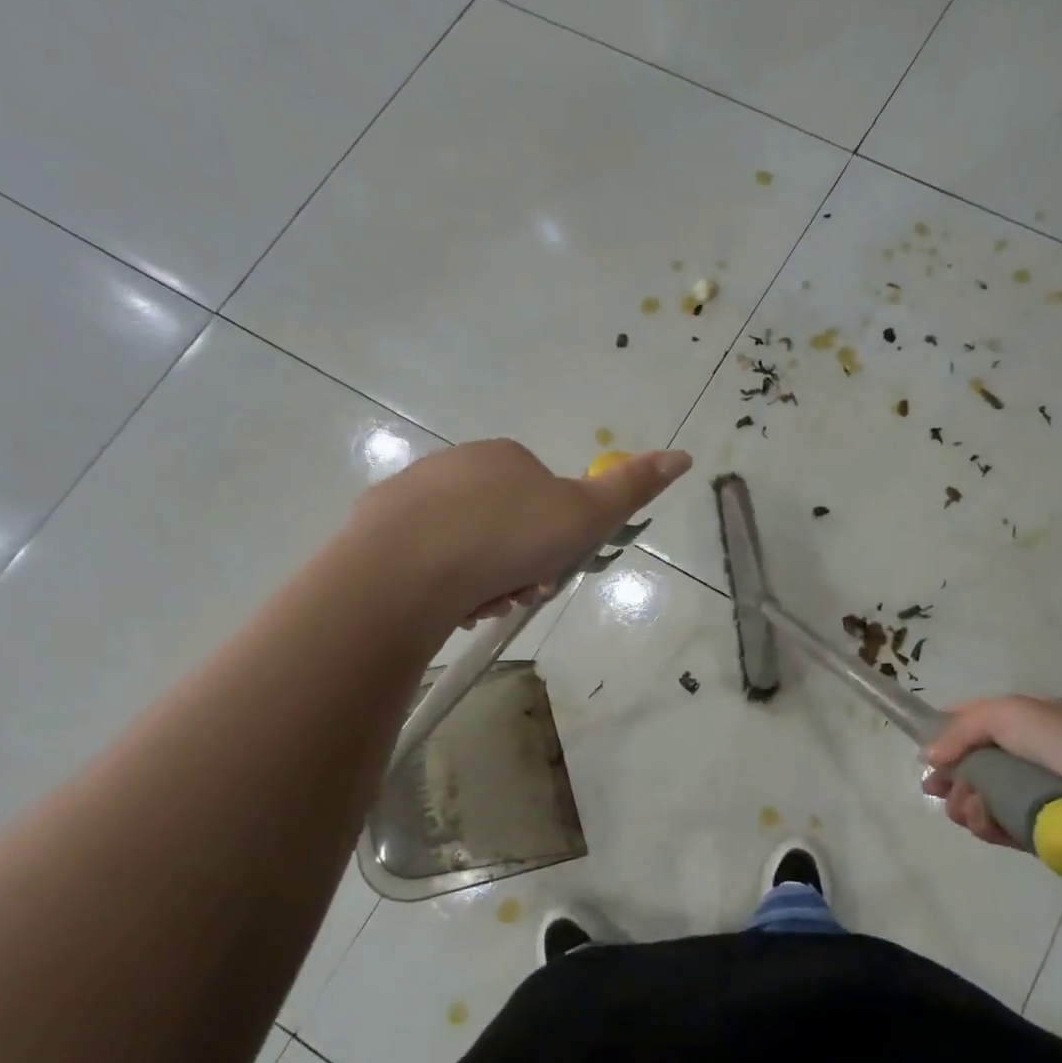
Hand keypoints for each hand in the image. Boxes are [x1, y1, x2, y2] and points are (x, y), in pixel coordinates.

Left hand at [358, 439, 691, 624]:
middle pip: (509, 527)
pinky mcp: (378, 529)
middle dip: (521, 568)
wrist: (406, 569)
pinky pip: (428, 560)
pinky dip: (445, 584)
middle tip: (518, 596)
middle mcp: (458, 466)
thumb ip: (632, 488)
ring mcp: (413, 495)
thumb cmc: (506, 537)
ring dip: (486, 582)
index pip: (547, 501)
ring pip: (469, 547)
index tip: (552, 575)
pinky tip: (446, 605)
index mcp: (507, 458)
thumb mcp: (583, 515)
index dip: (557, 543)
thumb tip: (683, 455)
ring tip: (481, 607)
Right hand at [921, 696, 1061, 849]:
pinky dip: (990, 827)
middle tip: (939, 790)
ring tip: (975, 812)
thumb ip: (964, 727)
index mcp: (1038, 719)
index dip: (948, 733)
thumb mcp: (1014, 715)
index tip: (926, 754)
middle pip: (975, 762)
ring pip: (984, 797)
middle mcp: (1039, 754)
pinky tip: (990, 829)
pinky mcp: (1047, 833)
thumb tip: (932, 756)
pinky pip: (1003, 827)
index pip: (980, 719)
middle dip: (953, 776)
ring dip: (968, 804)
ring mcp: (1043, 795)